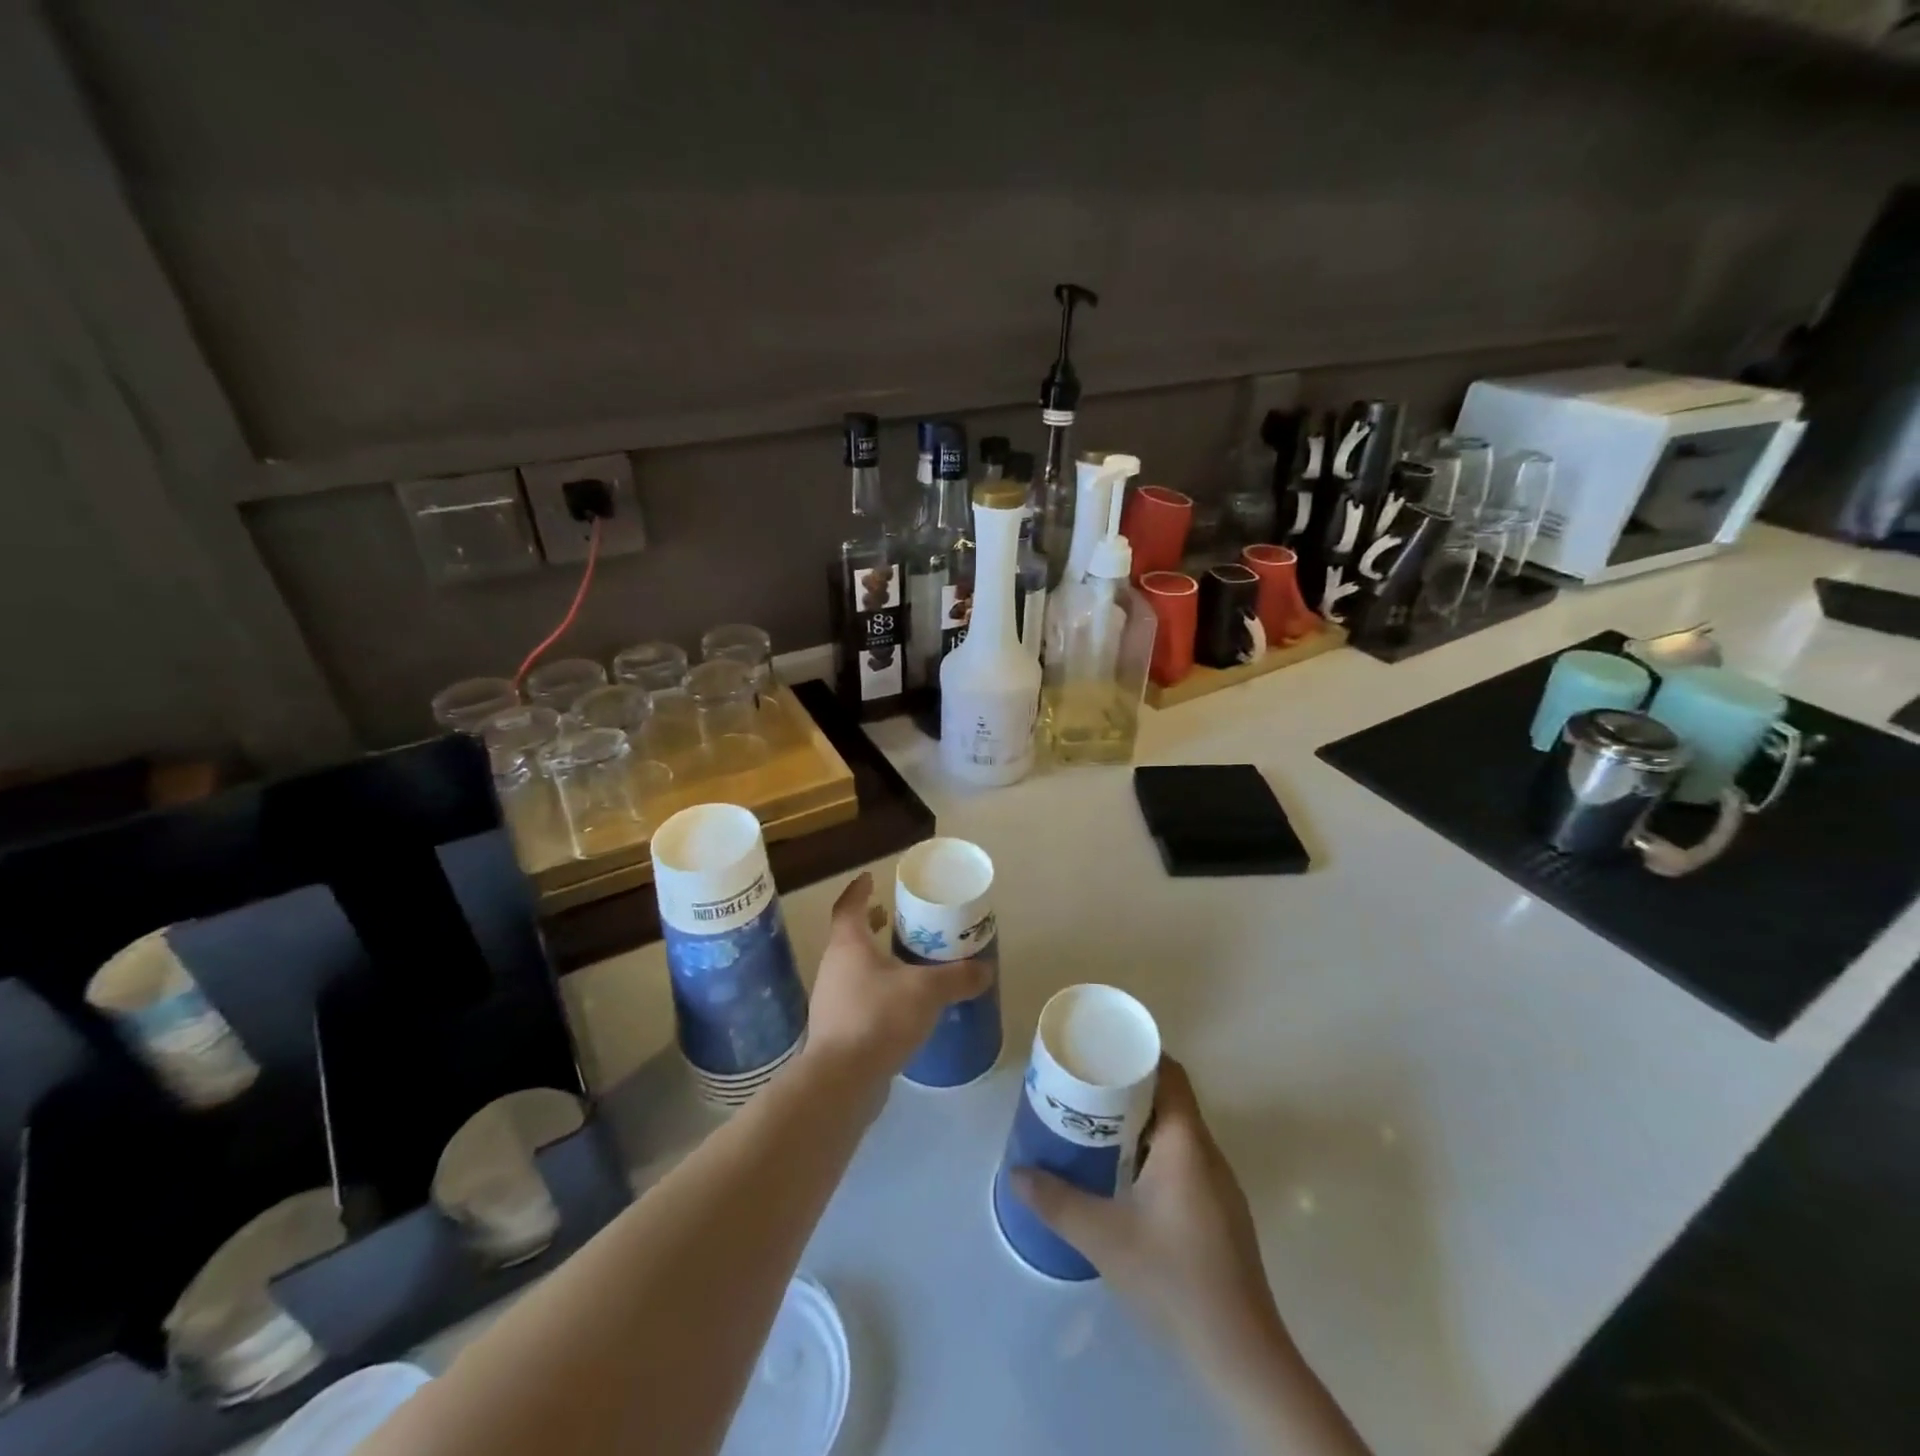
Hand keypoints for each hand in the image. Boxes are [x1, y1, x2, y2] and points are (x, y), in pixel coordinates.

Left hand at [802, 872, 990, 1094]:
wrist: (841, 1081)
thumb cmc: (879, 1018)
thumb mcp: (927, 991)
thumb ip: (957, 978)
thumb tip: (986, 970)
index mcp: (849, 945)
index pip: (850, 906)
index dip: (860, 890)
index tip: (871, 878)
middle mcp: (833, 966)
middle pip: (851, 936)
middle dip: (873, 926)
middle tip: (898, 920)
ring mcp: (830, 1000)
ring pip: (854, 969)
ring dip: (875, 961)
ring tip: (906, 963)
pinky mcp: (836, 1030)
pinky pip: (857, 999)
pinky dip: (876, 992)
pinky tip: (900, 1006)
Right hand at [1010, 1057, 1283, 1361]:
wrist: (1240, 1352)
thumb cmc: (1173, 1277)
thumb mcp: (1104, 1237)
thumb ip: (1057, 1202)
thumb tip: (1016, 1173)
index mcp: (1186, 1142)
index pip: (1170, 1073)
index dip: (1139, 1054)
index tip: (1102, 1050)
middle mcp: (1208, 1153)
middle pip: (1171, 1099)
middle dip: (1130, 1087)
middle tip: (1086, 1088)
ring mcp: (1219, 1185)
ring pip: (1177, 1132)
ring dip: (1141, 1122)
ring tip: (1098, 1126)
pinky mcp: (1221, 1213)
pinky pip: (1185, 1159)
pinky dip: (1154, 1151)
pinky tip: (1127, 1177)